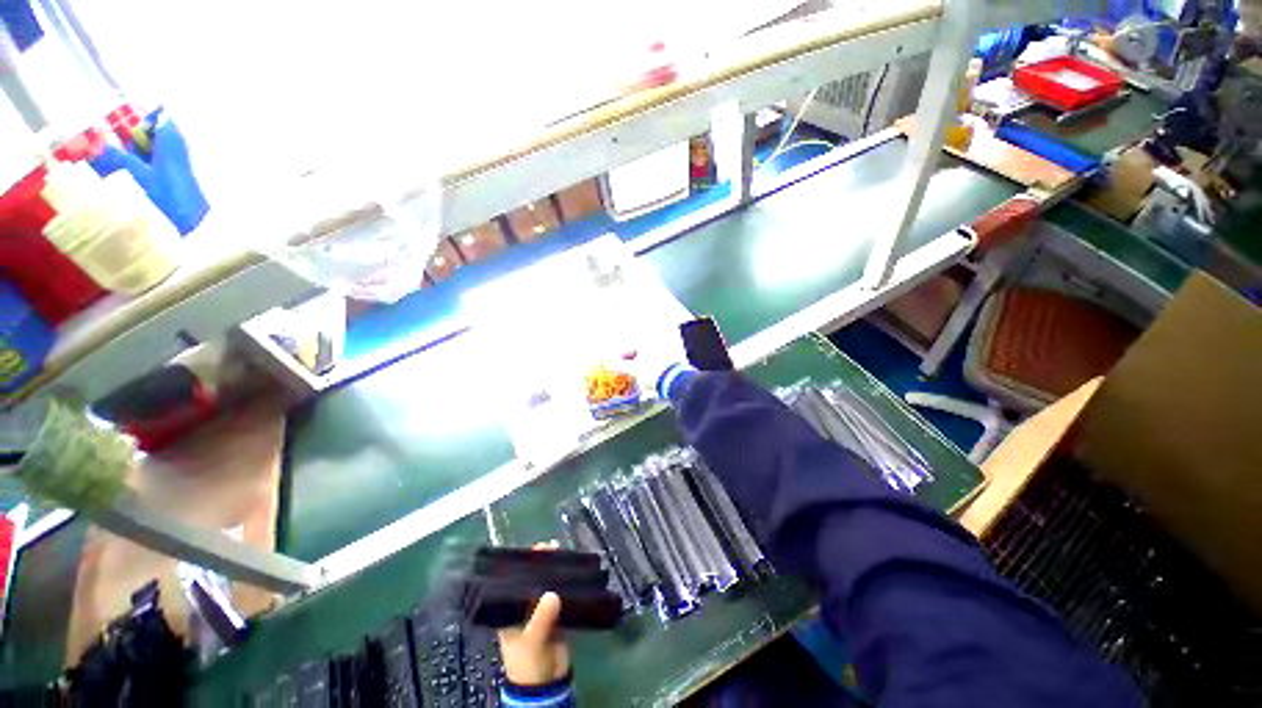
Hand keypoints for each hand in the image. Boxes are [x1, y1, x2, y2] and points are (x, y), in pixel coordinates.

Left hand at [496, 543, 570, 685]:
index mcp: (509, 612)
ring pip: (546, 585)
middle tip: (551, 547)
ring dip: (554, 571)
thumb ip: (541, 619)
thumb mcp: (531, 641)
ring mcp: (539, 610)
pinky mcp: (556, 615)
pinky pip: (560, 595)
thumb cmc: (528, 662)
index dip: (521, 566)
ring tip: (562, 552)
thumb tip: (553, 594)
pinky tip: (572, 571)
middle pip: (530, 580)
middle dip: (540, 564)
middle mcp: (523, 607)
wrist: (547, 684)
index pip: (512, 583)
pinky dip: (565, 584)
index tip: (533, 550)